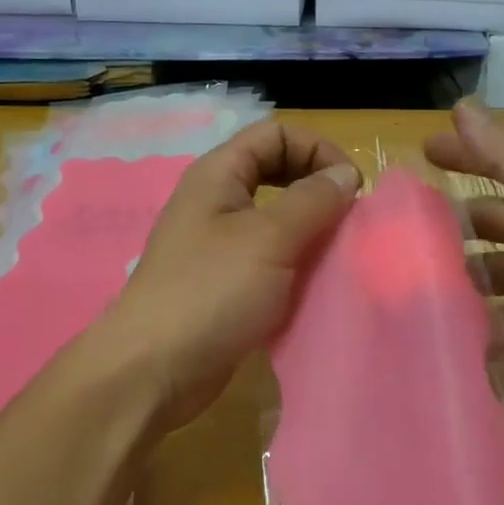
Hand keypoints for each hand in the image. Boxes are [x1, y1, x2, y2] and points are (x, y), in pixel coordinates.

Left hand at [99, 122, 361, 434]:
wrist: (153, 370)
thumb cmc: (211, 291)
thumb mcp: (270, 238)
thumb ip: (313, 200)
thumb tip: (346, 174)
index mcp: (219, 174)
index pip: (275, 134)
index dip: (317, 149)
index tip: (351, 187)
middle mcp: (216, 201)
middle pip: (276, 171)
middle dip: (316, 187)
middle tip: (348, 218)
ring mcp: (218, 244)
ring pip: (275, 218)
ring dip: (311, 229)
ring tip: (339, 253)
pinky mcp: (225, 284)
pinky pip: (270, 258)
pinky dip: (296, 263)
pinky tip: (317, 284)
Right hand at [425, 100, 503, 421]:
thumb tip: (463, 105)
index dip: (467, 155)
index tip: (423, 152)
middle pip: (495, 221)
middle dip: (455, 225)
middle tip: (403, 234)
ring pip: (496, 274)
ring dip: (465, 279)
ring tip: (418, 288)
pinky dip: (486, 330)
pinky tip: (455, 337)